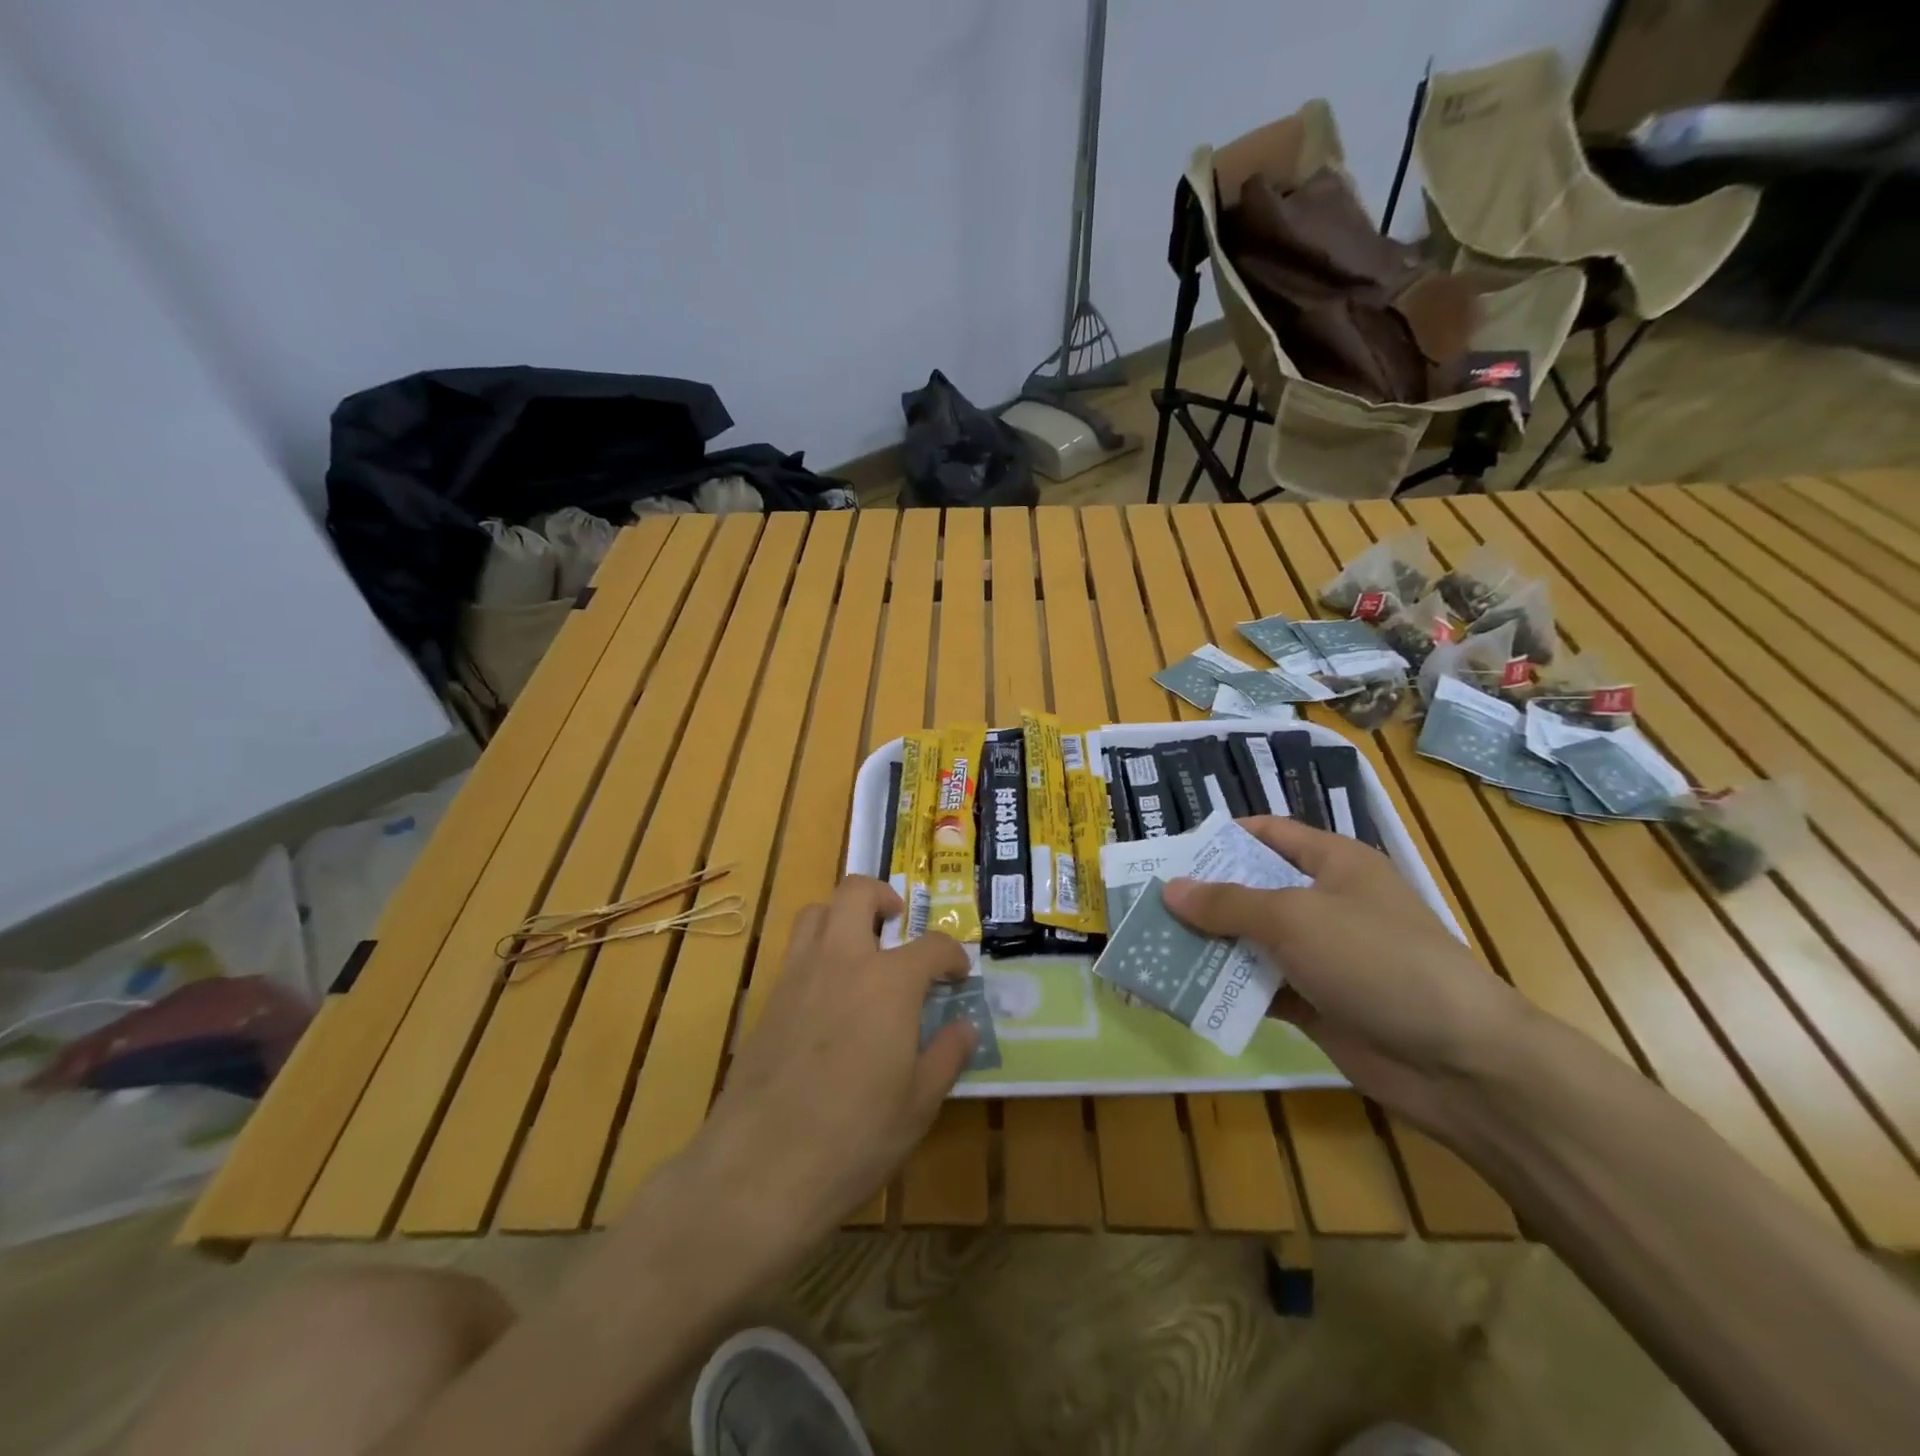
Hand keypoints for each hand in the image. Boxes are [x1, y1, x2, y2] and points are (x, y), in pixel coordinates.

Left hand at [699, 875, 974, 1238]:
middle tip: (897, 928)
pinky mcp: (768, 999)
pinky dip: (816, 952)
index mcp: (889, 981)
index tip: (957, 974)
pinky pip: (794, 951)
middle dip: (883, 898)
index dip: (952, 955)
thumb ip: (946, 1055)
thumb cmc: (855, 1136)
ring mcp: (798, 975)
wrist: (761, 1169)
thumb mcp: (919, 1103)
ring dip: (842, 916)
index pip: (932, 944)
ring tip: (860, 951)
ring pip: (817, 912)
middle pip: (857, 892)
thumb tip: (964, 1027)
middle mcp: (842, 960)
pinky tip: (827, 997)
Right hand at [1164, 817, 1530, 1130]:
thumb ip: (1228, 904)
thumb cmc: (1377, 960)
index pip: (1269, 834)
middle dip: (1203, 898)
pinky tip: (1184, 992)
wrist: (1459, 1061)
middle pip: (1252, 890)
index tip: (1171, 854)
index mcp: (1333, 863)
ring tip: (1152, 948)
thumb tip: (1171, 889)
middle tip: (1147, 905)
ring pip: (1252, 942)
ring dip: (1209, 947)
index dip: (1222, 839)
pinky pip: (1261, 988)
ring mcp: (1322, 957)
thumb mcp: (1295, 918)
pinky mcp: (1318, 1004)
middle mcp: (1326, 903)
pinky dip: (1227, 990)